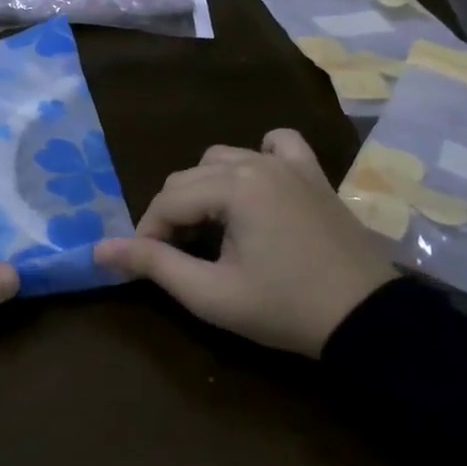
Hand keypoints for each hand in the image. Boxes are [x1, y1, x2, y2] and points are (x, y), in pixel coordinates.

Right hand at [93, 129, 395, 357]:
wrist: (367, 319)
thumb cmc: (284, 308)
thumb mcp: (210, 294)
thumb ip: (153, 265)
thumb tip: (99, 249)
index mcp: (232, 187)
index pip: (167, 201)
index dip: (148, 234)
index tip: (148, 266)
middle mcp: (257, 162)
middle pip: (188, 177)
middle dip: (173, 215)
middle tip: (179, 257)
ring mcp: (289, 164)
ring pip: (223, 159)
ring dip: (206, 189)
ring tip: (212, 230)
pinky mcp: (314, 175)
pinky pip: (278, 145)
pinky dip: (259, 157)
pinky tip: (256, 184)